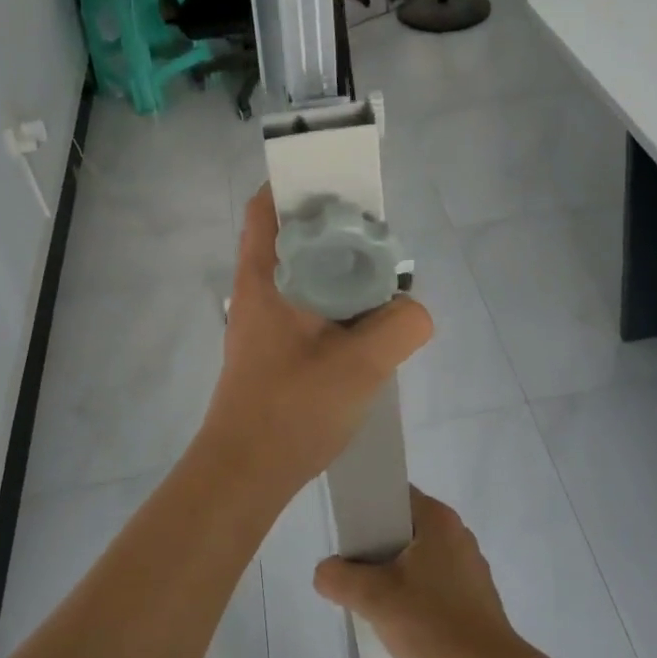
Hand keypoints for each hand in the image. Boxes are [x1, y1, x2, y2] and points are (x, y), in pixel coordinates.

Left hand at [195, 186, 432, 501]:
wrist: (244, 475)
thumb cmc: (291, 410)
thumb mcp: (361, 365)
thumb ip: (400, 325)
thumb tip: (412, 310)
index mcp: (264, 277)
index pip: (269, 206)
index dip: (300, 182)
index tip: (343, 182)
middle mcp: (257, 290)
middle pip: (291, 235)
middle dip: (332, 226)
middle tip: (377, 235)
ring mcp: (261, 320)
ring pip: (301, 272)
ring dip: (336, 267)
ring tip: (379, 278)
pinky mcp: (270, 348)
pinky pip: (306, 304)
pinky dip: (333, 299)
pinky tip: (363, 323)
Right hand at [313, 488, 519, 657]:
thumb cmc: (433, 623)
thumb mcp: (374, 598)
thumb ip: (339, 578)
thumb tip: (325, 571)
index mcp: (437, 518)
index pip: (393, 495)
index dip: (365, 509)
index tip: (346, 536)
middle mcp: (457, 532)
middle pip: (403, 526)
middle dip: (375, 546)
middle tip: (353, 571)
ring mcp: (469, 564)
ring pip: (418, 555)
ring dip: (394, 572)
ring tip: (374, 599)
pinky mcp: (475, 595)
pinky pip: (434, 579)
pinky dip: (415, 591)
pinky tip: (404, 619)